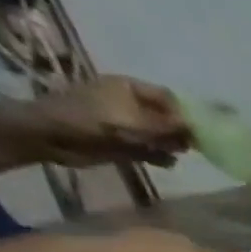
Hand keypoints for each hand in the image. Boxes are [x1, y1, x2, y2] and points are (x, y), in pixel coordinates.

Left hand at [34, 76, 190, 167]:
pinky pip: (153, 150)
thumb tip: (197, 128)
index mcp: (130, 88)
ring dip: (171, 145)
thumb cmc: (93, 120)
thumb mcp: (136, 120)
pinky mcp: (125, 142)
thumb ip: (170, 125)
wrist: (53, 135)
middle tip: (187, 146)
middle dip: (180, 132)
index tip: (196, 132)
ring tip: (171, 153)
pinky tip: (164, 162)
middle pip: (168, 117)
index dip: (185, 114)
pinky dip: (161, 157)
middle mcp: (131, 103)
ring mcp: (128, 123)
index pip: (169, 98)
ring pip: (163, 135)